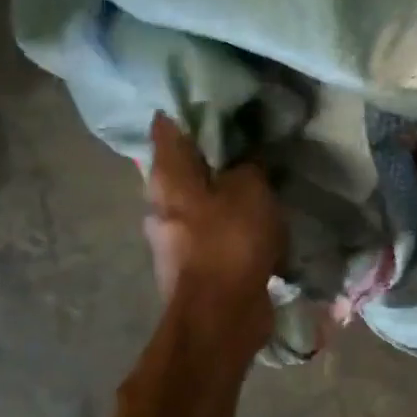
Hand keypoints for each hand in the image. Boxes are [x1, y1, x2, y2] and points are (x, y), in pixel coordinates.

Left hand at [144, 113, 284, 345]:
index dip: (191, 108)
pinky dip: (229, 224)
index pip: (168, 125)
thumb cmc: (230, 242)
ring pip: (198, 200)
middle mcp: (159, 202)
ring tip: (257, 181)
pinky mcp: (190, 264)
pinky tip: (255, 222)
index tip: (221, 101)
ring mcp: (171, 237)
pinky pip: (211, 231)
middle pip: (182, 165)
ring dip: (222, 192)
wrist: (220, 316)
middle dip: (211, 154)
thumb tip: (246, 160)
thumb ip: (248, 165)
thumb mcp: (251, 189)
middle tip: (248, 141)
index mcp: (166, 175)